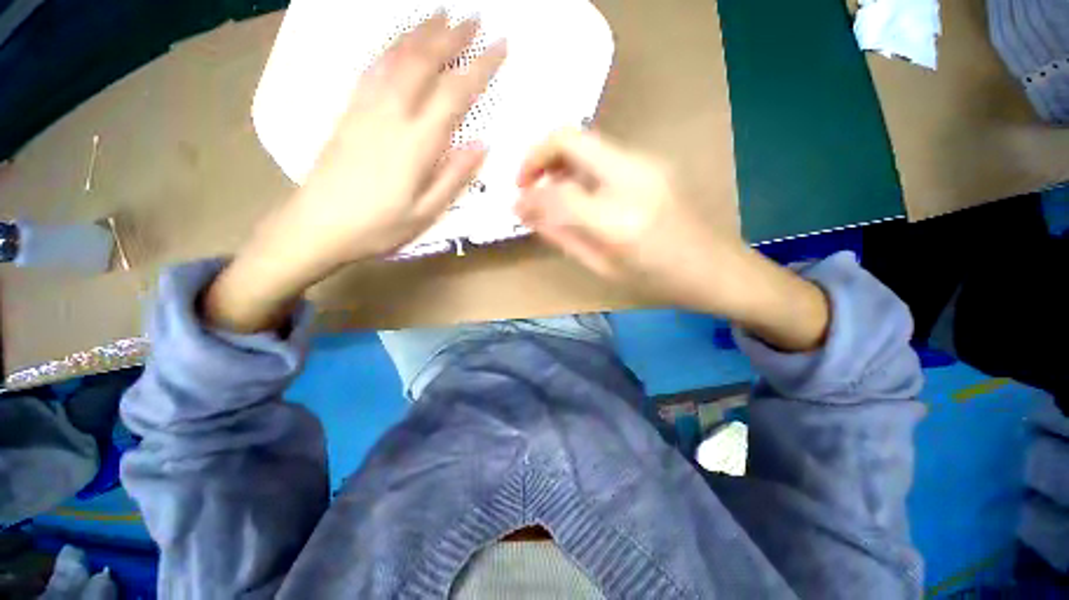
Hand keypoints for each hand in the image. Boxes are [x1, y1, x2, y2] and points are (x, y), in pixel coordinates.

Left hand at [289, 12, 505, 262]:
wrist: (317, 225)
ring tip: (442, 15)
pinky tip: (400, 41)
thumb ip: (454, 177)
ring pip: (397, 56)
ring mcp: (365, 107)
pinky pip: (372, 67)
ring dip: (422, 32)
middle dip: (453, 36)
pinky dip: (391, 46)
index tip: (501, 46)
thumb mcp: (427, 213)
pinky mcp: (348, 110)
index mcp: (416, 143)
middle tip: (476, 17)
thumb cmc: (378, 226)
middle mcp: (391, 114)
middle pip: (424, 62)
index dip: (480, 67)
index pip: (455, 94)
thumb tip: (482, 144)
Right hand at [516, 129, 829, 350]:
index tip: (515, 205)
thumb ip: (562, 237)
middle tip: (525, 183)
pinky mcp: (654, 161)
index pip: (557, 193)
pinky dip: (580, 166)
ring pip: (586, 140)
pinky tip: (578, 192)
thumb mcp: (603, 268)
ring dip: (558, 160)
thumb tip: (527, 213)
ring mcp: (647, 163)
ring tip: (549, 191)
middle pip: (570, 138)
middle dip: (536, 155)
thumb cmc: (658, 282)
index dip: (528, 196)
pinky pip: (604, 153)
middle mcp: (633, 178)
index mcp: (619, 220)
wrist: (716, 268)